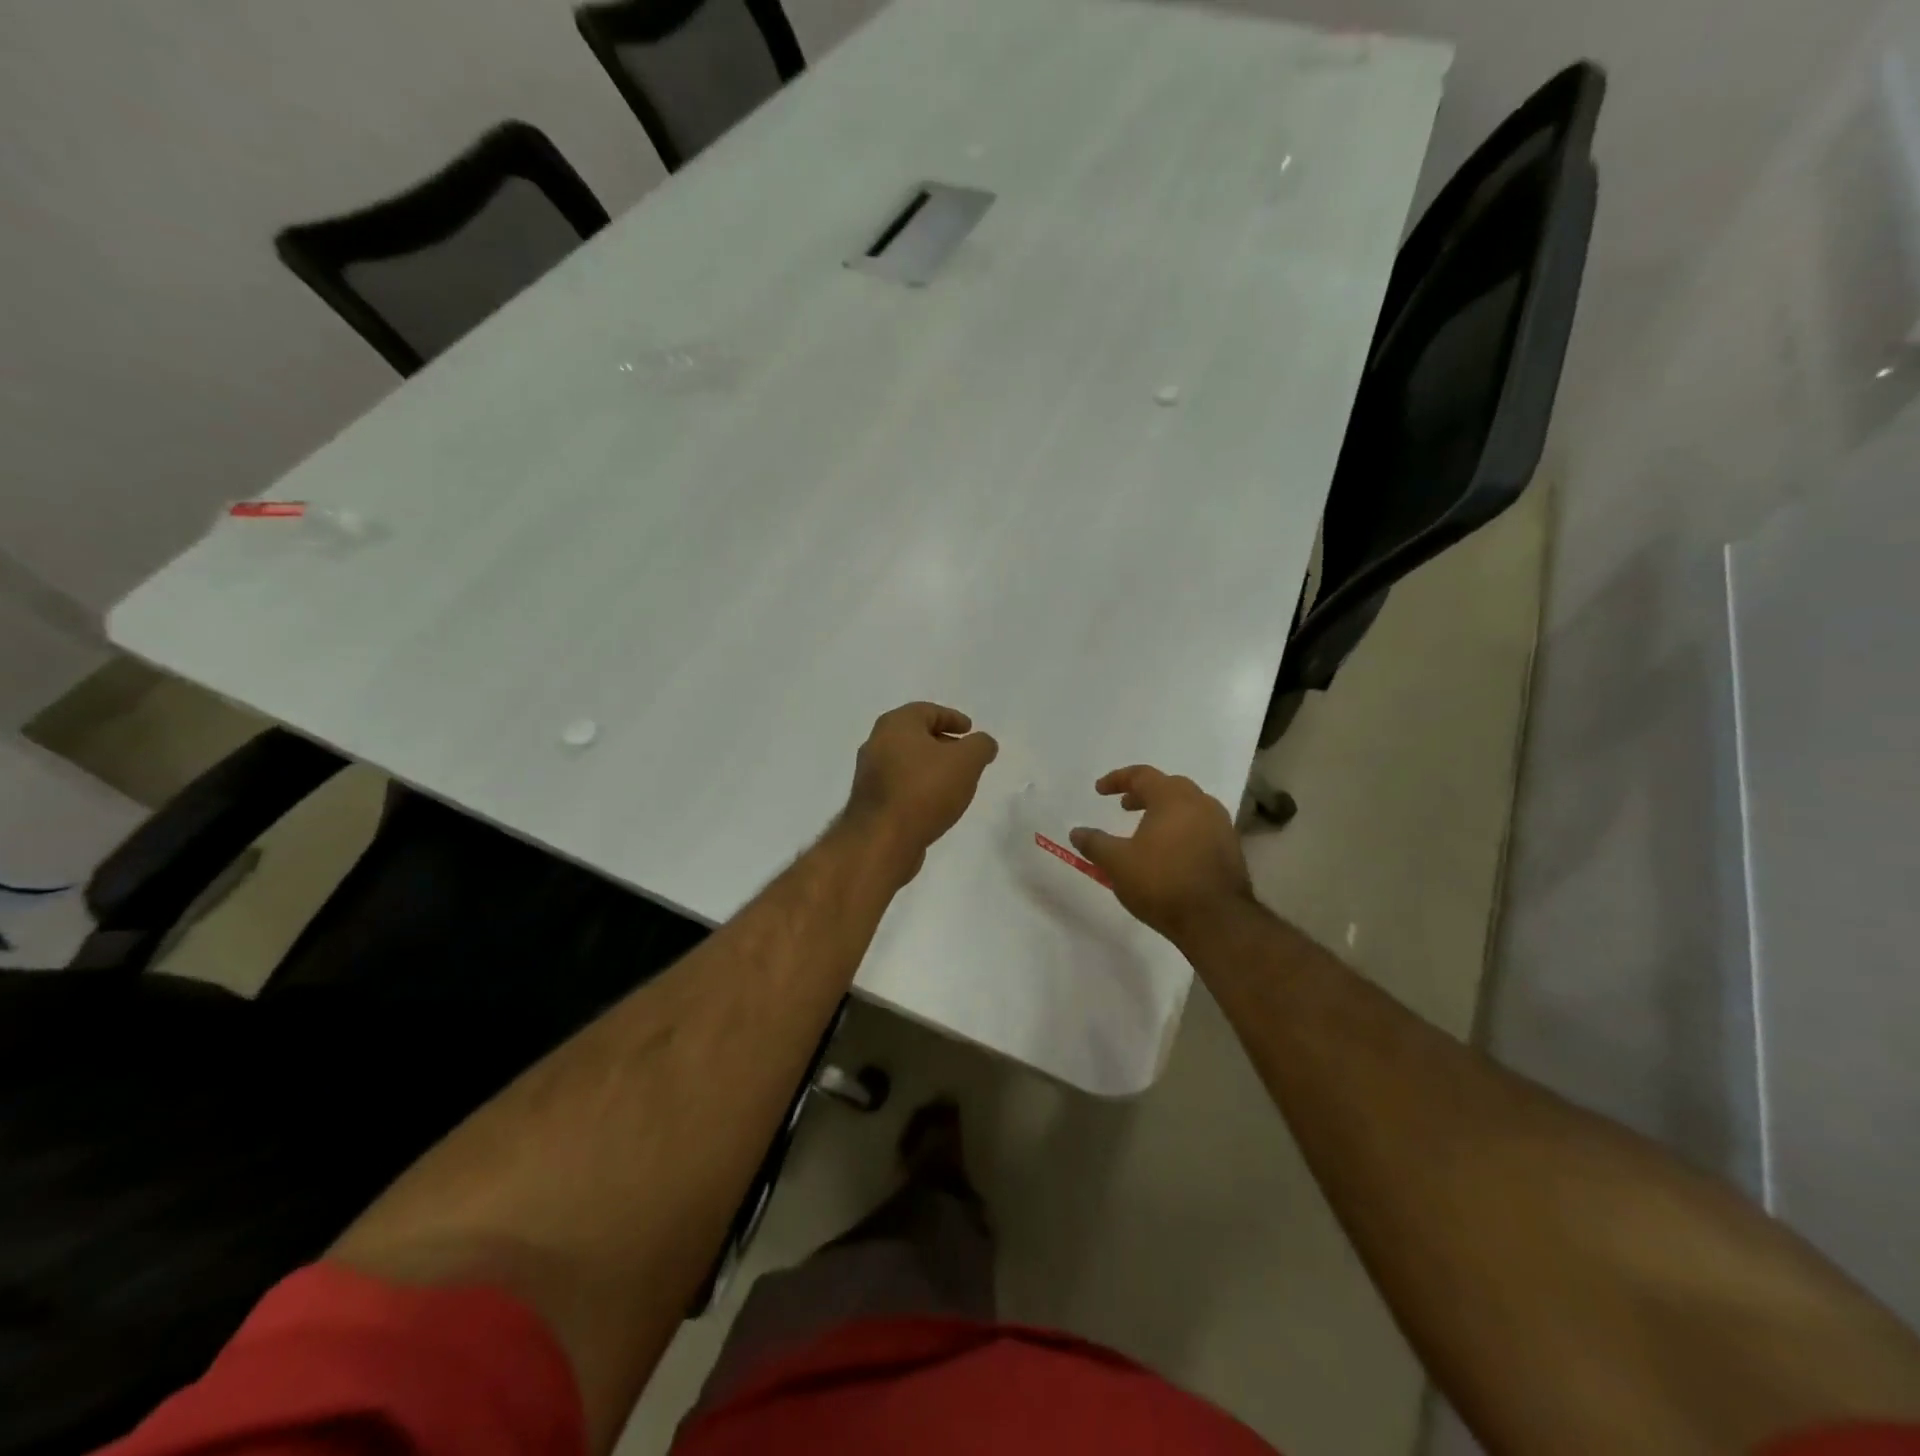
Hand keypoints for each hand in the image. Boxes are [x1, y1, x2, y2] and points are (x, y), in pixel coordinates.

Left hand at [844, 703, 998, 882]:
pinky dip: (919, 786)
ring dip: (930, 767)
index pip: (927, 711)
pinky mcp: (870, 801)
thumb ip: (980, 746)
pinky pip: (900, 784)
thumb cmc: (925, 790)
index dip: (952, 717)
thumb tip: (984, 743)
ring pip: (907, 761)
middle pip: (915, 735)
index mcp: (896, 724)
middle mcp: (877, 743)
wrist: (883, 840)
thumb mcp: (966, 762)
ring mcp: (869, 773)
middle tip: (965, 755)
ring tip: (954, 781)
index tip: (969, 730)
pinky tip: (935, 802)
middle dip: (942, 743)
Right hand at [1069, 766, 1254, 944]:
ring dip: (1164, 811)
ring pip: (1188, 807)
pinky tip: (1169, 852)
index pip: (1142, 775)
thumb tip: (1076, 831)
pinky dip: (1181, 829)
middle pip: (1169, 786)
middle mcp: (1201, 803)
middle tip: (1124, 806)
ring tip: (1146, 830)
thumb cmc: (1162, 883)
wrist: (1217, 921)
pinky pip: (1201, 827)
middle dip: (1144, 793)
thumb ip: (1095, 844)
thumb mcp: (1117, 864)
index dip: (1117, 780)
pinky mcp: (1231, 849)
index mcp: (1172, 798)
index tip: (1099, 790)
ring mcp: (1221, 826)